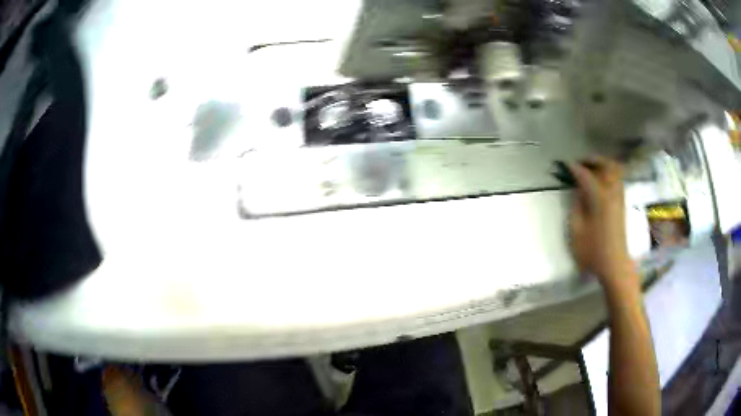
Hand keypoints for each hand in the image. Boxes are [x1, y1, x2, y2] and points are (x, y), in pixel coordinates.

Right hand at [568, 156, 635, 292]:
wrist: (614, 264)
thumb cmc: (592, 251)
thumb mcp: (576, 230)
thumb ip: (576, 206)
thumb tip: (578, 191)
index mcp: (600, 199)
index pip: (586, 175)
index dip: (574, 168)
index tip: (564, 165)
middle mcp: (612, 193)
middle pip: (606, 165)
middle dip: (593, 160)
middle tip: (580, 163)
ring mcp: (619, 197)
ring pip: (615, 170)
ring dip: (602, 165)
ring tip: (590, 170)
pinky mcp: (621, 204)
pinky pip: (617, 179)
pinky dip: (608, 174)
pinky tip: (599, 182)